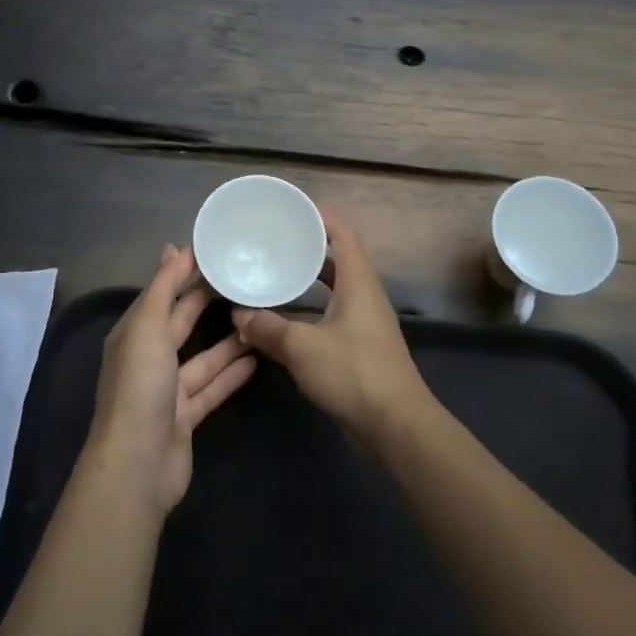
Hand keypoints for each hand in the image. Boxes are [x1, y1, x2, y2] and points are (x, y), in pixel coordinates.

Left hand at [90, 244, 257, 512]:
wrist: (138, 462)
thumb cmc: (140, 385)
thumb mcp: (148, 327)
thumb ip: (163, 288)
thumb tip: (173, 248)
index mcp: (134, 334)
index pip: (162, 294)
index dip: (184, 272)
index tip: (215, 251)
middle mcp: (149, 358)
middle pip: (181, 323)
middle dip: (206, 301)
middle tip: (242, 278)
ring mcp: (168, 390)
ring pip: (202, 357)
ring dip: (227, 340)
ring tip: (258, 317)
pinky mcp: (186, 416)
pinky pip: (212, 388)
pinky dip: (231, 374)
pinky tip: (256, 359)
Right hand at [231, 213, 431, 445]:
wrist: (396, 426)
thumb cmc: (354, 373)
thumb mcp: (302, 347)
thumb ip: (268, 328)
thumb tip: (238, 314)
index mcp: (358, 282)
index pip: (344, 234)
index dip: (321, 217)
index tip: (293, 210)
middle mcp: (365, 296)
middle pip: (338, 260)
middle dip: (309, 248)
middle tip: (275, 243)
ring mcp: (365, 323)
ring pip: (335, 290)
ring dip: (308, 281)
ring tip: (274, 275)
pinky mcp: (361, 348)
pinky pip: (332, 316)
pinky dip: (309, 310)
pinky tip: (284, 320)